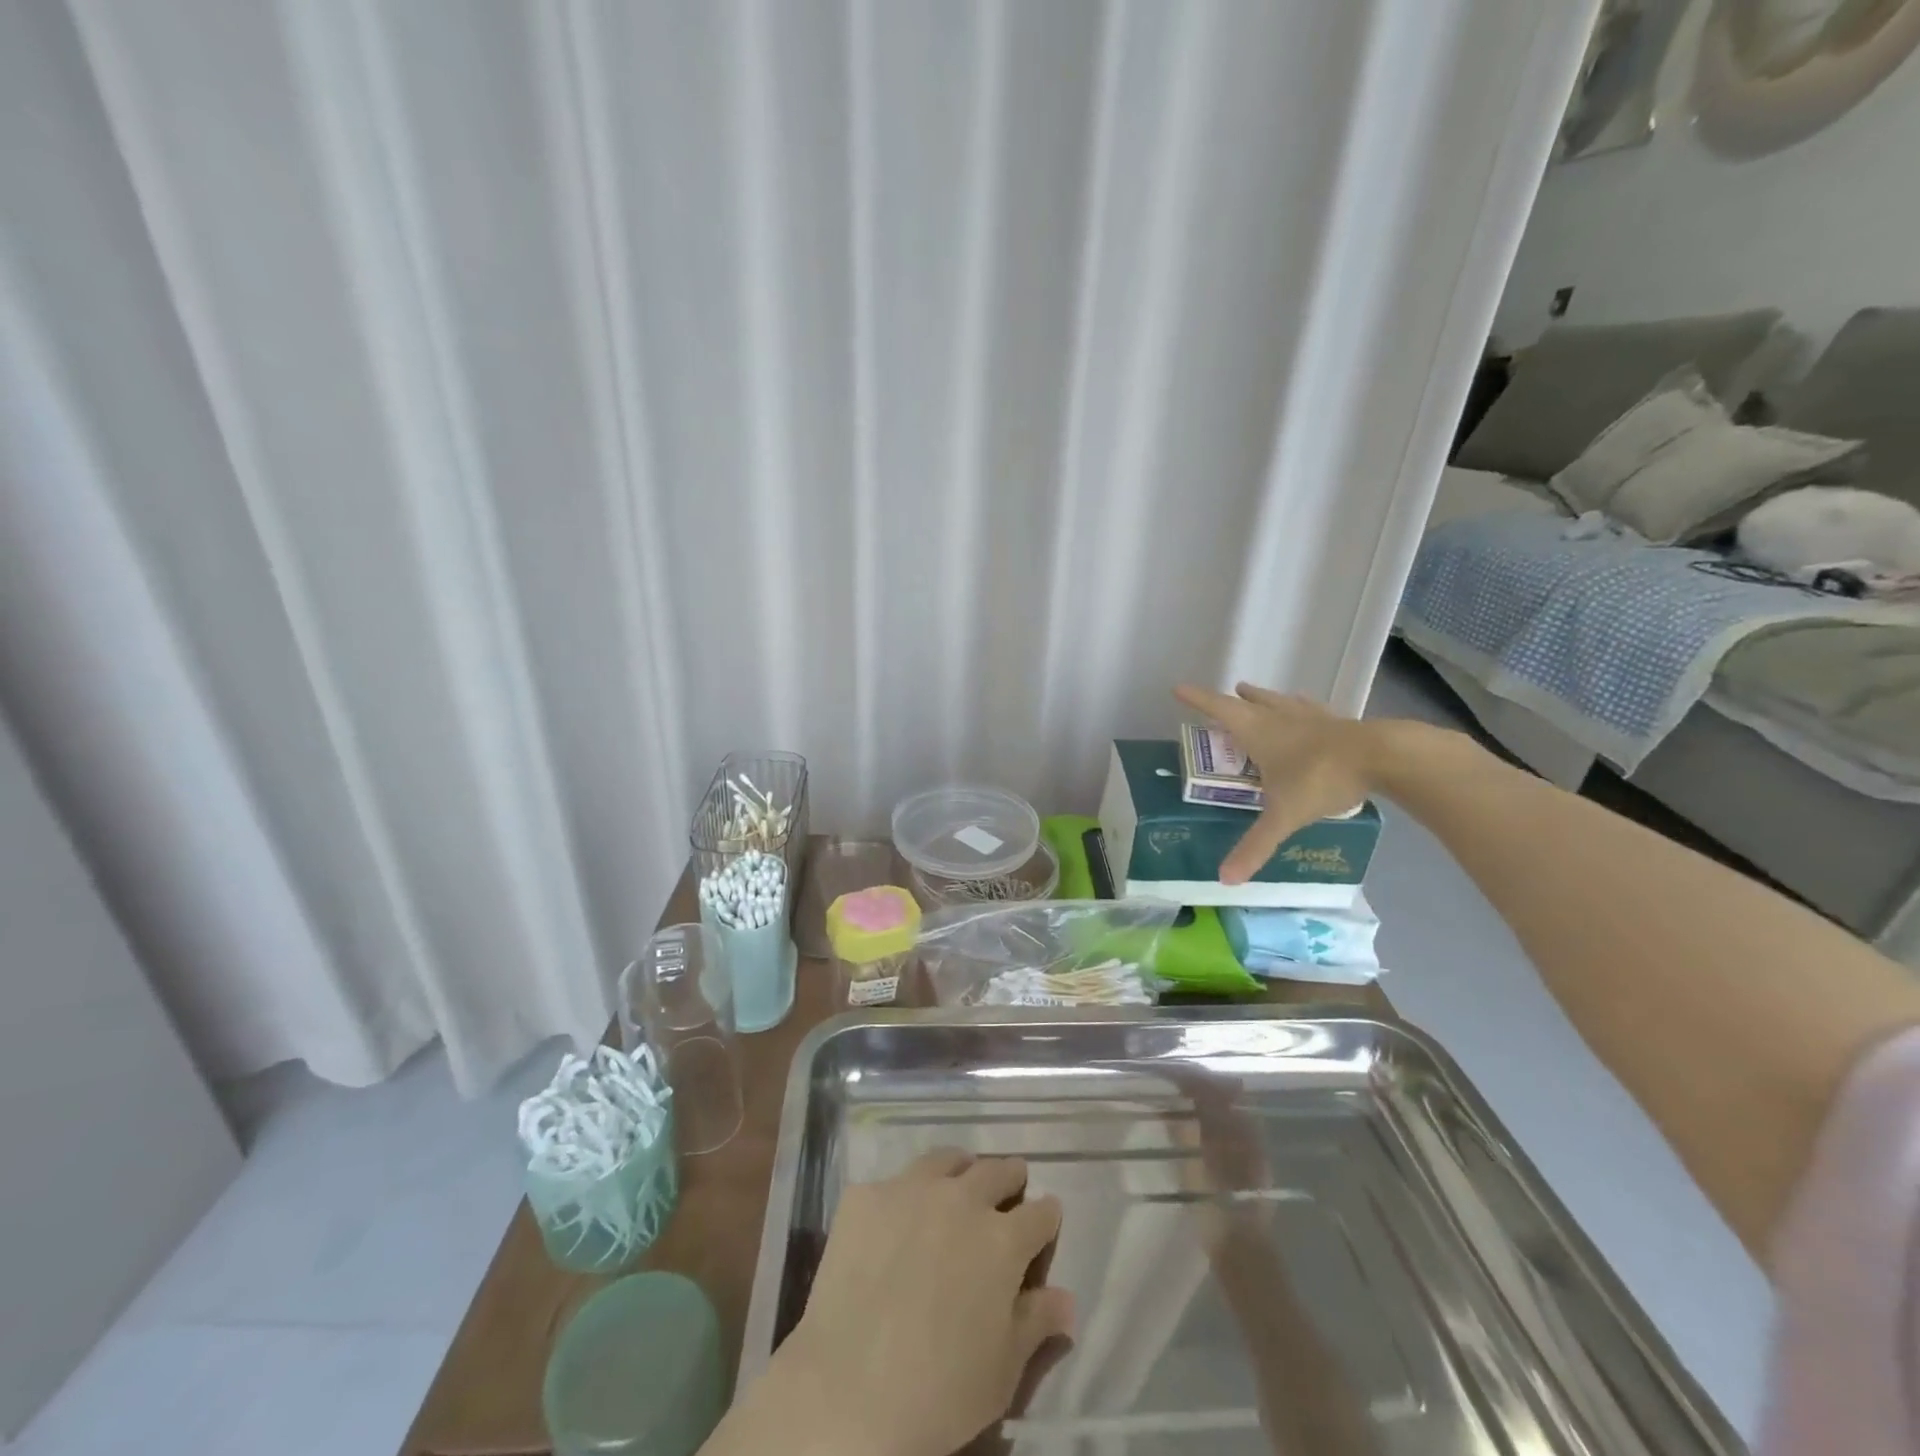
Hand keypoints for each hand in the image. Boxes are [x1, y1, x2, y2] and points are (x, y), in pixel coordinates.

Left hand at [743, 1151, 1072, 1455]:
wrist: (850, 1390)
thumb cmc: (940, 1391)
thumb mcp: (1003, 1371)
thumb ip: (1036, 1323)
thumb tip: (1066, 1299)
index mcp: (1003, 1239)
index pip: (1040, 1213)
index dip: (1046, 1217)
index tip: (1045, 1220)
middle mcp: (961, 1199)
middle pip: (996, 1170)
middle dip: (1009, 1178)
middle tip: (1007, 1187)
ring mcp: (910, 1190)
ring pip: (945, 1160)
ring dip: (959, 1170)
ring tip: (956, 1184)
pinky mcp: (866, 1197)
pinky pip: (891, 1184)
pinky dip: (902, 1197)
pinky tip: (893, 1221)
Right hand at [1173, 682, 1379, 883]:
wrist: (1384, 757)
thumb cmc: (1320, 778)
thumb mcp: (1283, 815)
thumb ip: (1255, 845)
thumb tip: (1225, 878)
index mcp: (1259, 731)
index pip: (1219, 709)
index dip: (1197, 699)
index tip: (1179, 689)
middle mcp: (1281, 717)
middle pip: (1251, 701)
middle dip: (1235, 699)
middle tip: (1228, 695)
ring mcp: (1312, 717)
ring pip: (1282, 701)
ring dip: (1267, 698)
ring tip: (1257, 696)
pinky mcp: (1340, 723)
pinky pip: (1312, 711)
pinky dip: (1302, 710)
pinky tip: (1308, 713)